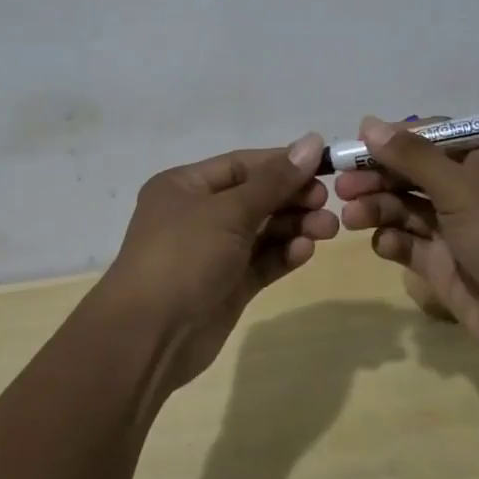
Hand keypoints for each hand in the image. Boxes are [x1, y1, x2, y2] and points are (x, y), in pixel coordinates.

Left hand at [101, 133, 338, 388]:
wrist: (149, 337)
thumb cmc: (183, 257)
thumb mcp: (228, 211)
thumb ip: (274, 180)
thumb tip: (312, 141)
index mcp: (185, 186)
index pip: (242, 164)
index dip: (282, 164)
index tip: (324, 165)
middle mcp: (197, 214)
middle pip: (255, 197)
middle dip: (292, 198)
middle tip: (327, 202)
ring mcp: (212, 252)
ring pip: (262, 230)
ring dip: (294, 226)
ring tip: (329, 229)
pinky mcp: (226, 286)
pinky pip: (261, 261)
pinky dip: (284, 254)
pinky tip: (306, 251)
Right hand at [334, 116, 478, 379]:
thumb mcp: (462, 188)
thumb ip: (412, 157)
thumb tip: (368, 123)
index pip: (434, 136)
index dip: (395, 139)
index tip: (357, 144)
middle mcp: (473, 190)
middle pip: (414, 173)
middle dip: (379, 177)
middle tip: (342, 185)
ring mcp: (459, 230)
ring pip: (407, 208)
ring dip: (378, 208)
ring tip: (351, 217)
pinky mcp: (446, 266)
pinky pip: (411, 244)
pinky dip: (393, 241)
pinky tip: (382, 244)